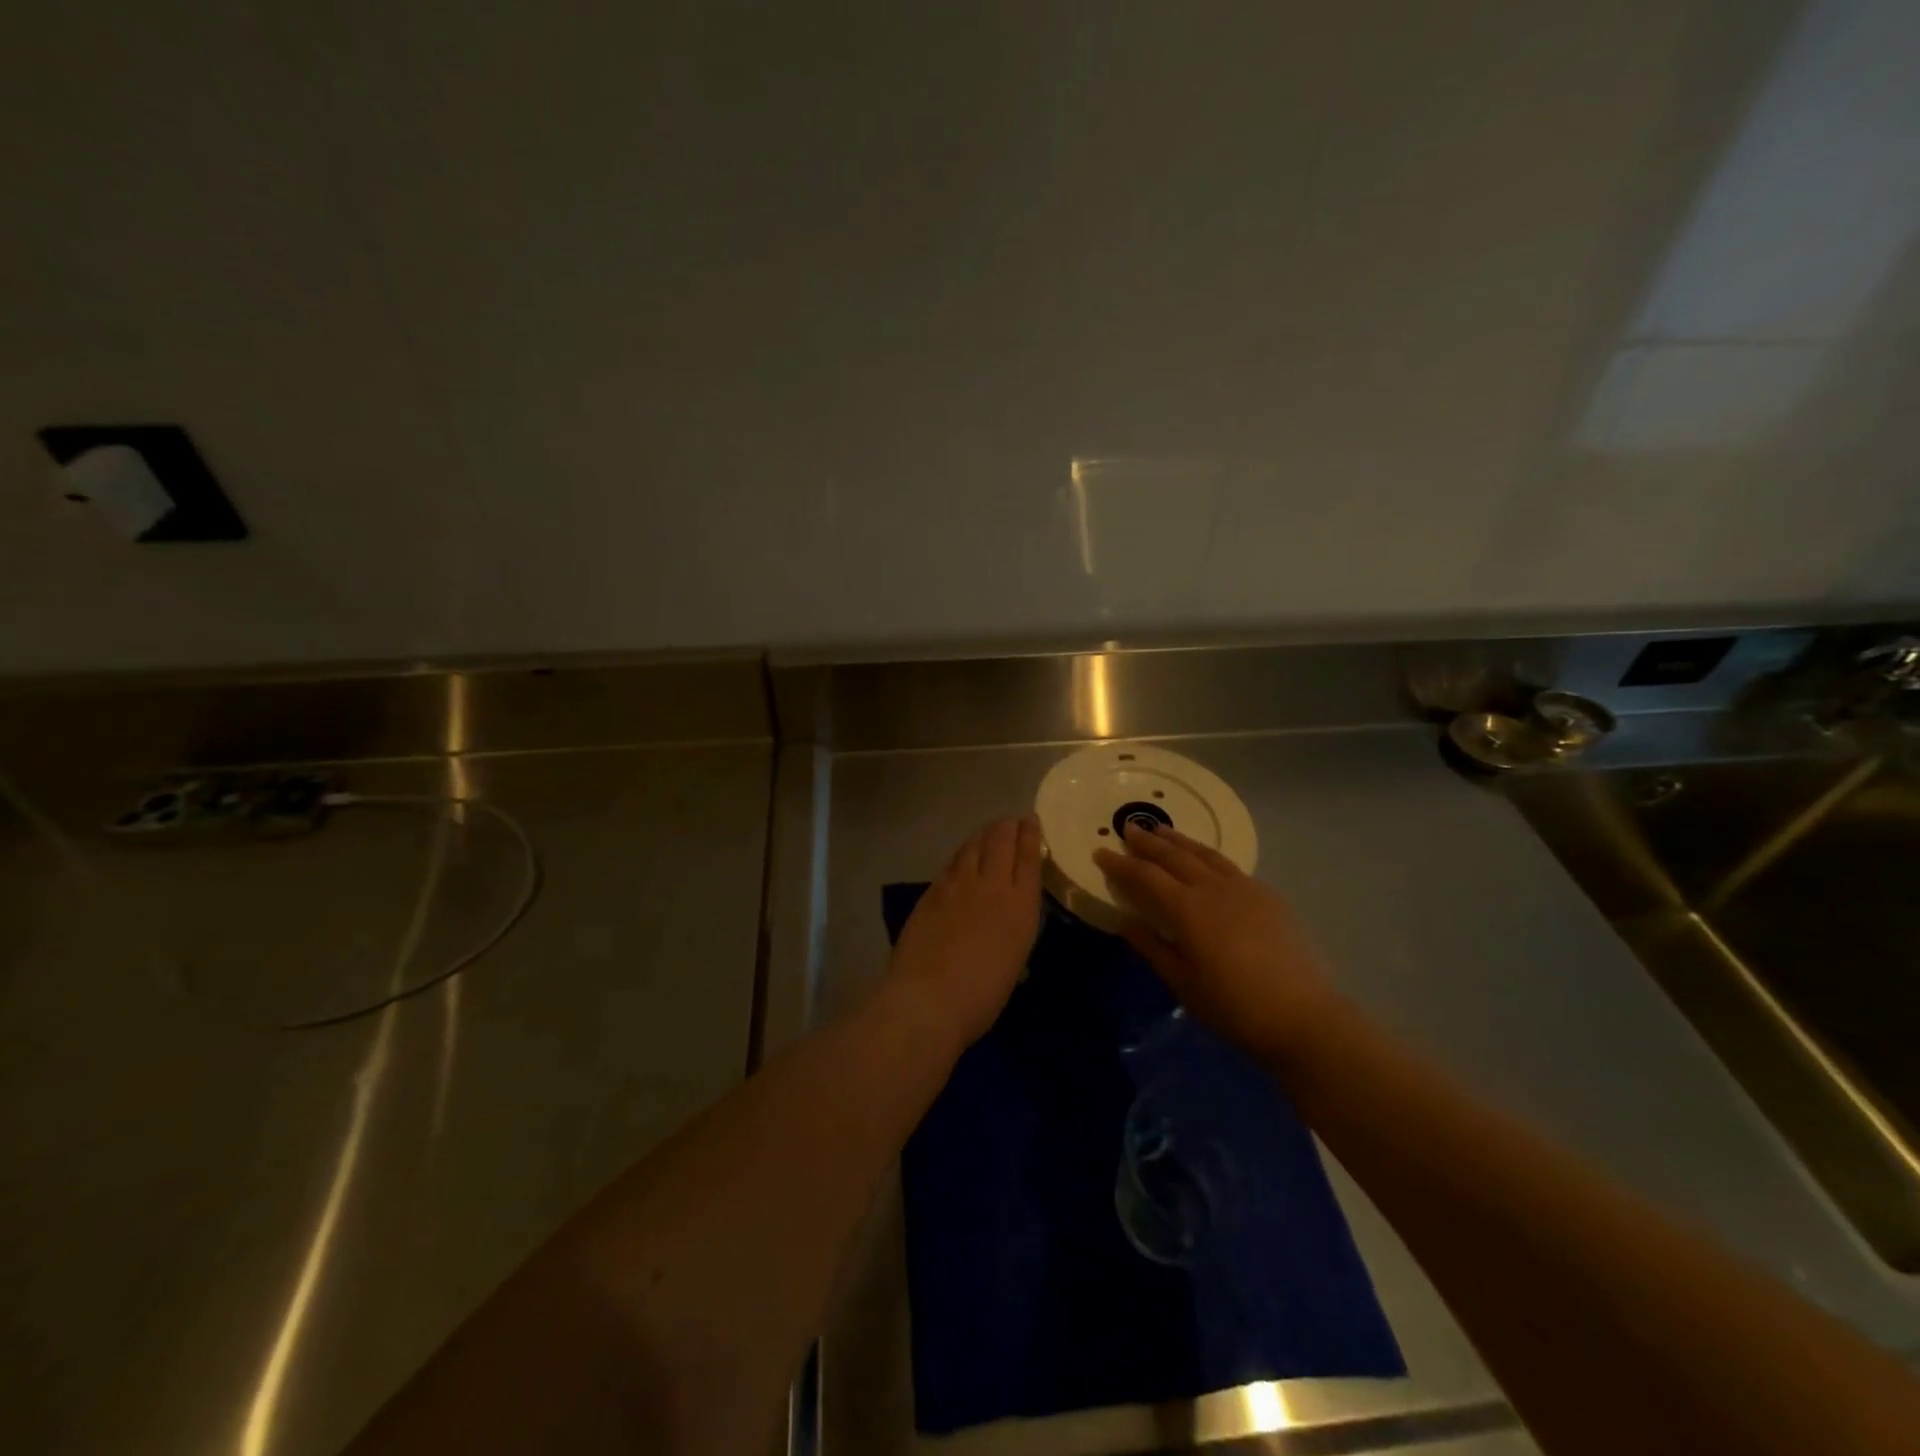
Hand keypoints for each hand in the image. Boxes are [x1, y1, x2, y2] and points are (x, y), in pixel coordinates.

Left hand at [882, 816, 1043, 1053]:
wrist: (929, 999)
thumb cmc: (982, 996)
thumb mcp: (1014, 960)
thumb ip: (1014, 929)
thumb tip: (1009, 916)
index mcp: (1020, 905)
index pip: (1028, 857)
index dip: (1031, 835)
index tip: (1031, 820)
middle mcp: (991, 885)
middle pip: (1000, 841)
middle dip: (1007, 826)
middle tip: (1010, 822)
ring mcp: (958, 885)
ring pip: (973, 846)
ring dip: (983, 835)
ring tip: (988, 832)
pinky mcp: (932, 892)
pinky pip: (952, 863)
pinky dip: (962, 854)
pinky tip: (962, 857)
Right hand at [1094, 825, 1338, 1059]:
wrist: (1302, 1016)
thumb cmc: (1233, 1006)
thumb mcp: (1182, 982)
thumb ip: (1151, 946)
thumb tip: (1123, 920)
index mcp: (1188, 909)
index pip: (1145, 876)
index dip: (1121, 864)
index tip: (1100, 853)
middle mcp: (1213, 889)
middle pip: (1174, 856)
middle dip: (1148, 842)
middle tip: (1129, 829)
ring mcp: (1245, 888)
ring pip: (1205, 854)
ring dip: (1179, 841)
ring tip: (1162, 830)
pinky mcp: (1268, 896)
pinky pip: (1229, 866)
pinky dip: (1207, 856)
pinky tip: (1205, 860)